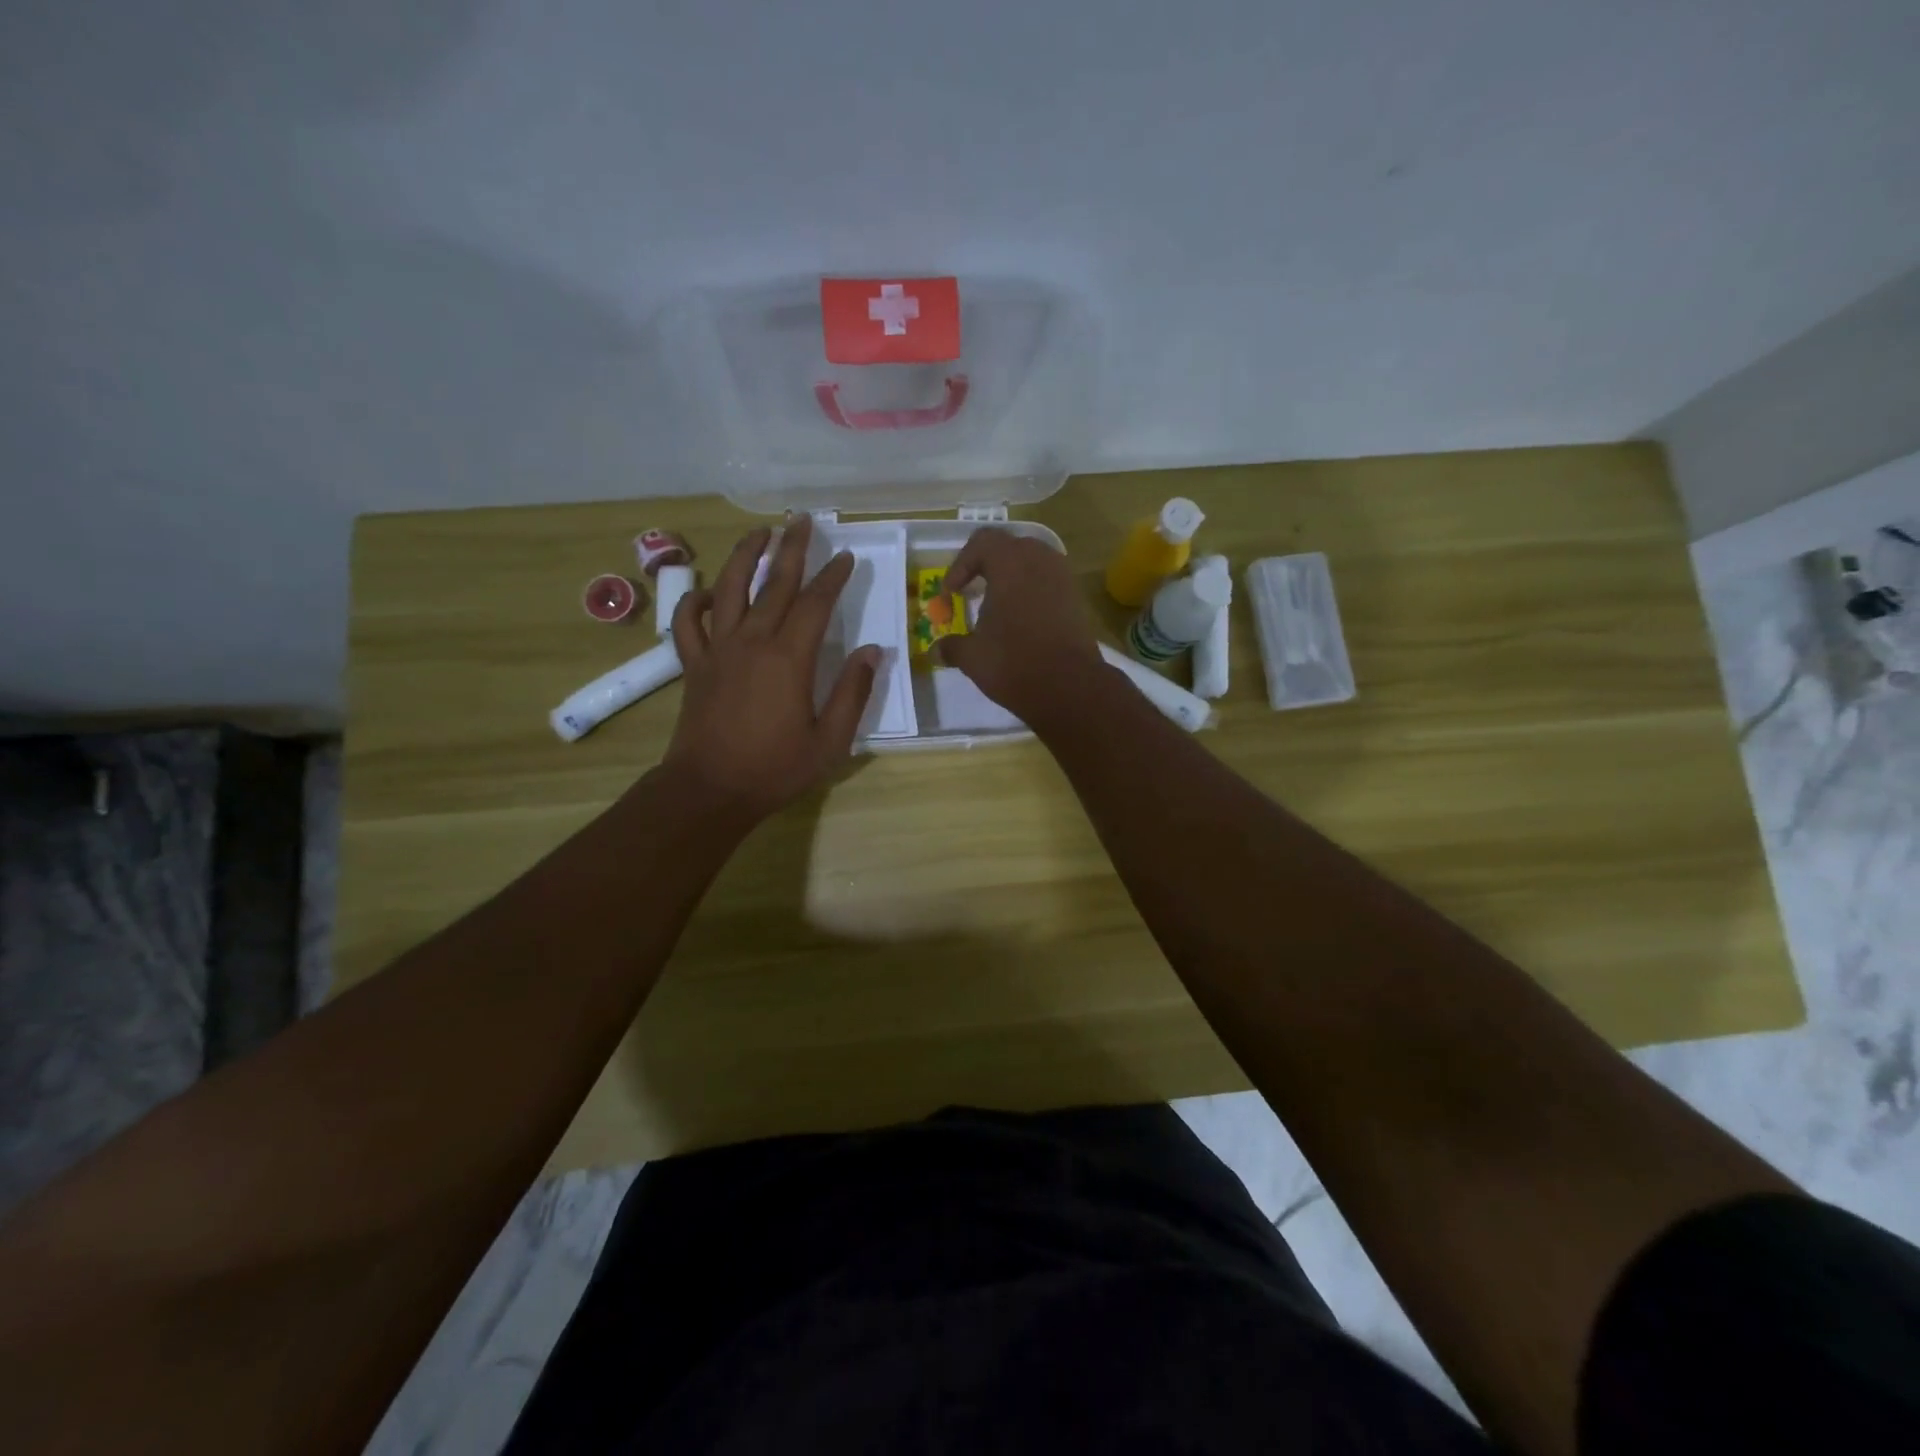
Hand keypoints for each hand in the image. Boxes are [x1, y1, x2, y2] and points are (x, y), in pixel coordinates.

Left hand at [663, 515, 877, 820]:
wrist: (710, 790)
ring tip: (760, 533)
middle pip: (774, 583)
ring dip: (745, 556)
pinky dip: (696, 601)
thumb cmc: (775, 768)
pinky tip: (709, 591)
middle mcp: (752, 641)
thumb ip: (853, 693)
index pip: (815, 604)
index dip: (833, 577)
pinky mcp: (694, 664)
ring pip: (729, 589)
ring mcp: (718, 649)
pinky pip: (689, 622)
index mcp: (789, 658)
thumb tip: (874, 652)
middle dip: (791, 549)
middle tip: (801, 521)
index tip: (845, 557)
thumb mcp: (829, 740)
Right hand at [936, 527, 1102, 725]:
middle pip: (1010, 548)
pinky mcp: (1077, 600)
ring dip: (1012, 580)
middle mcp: (1040, 560)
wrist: (1070, 686)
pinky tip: (1021, 623)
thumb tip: (936, 651)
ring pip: (1033, 565)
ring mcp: (1064, 578)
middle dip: (988, 567)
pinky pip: (1049, 584)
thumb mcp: (973, 656)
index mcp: (1010, 562)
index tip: (951, 593)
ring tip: (997, 607)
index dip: (961, 564)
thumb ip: (952, 647)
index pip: (982, 542)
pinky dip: (1032, 595)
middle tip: (973, 591)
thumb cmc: (1014, 662)